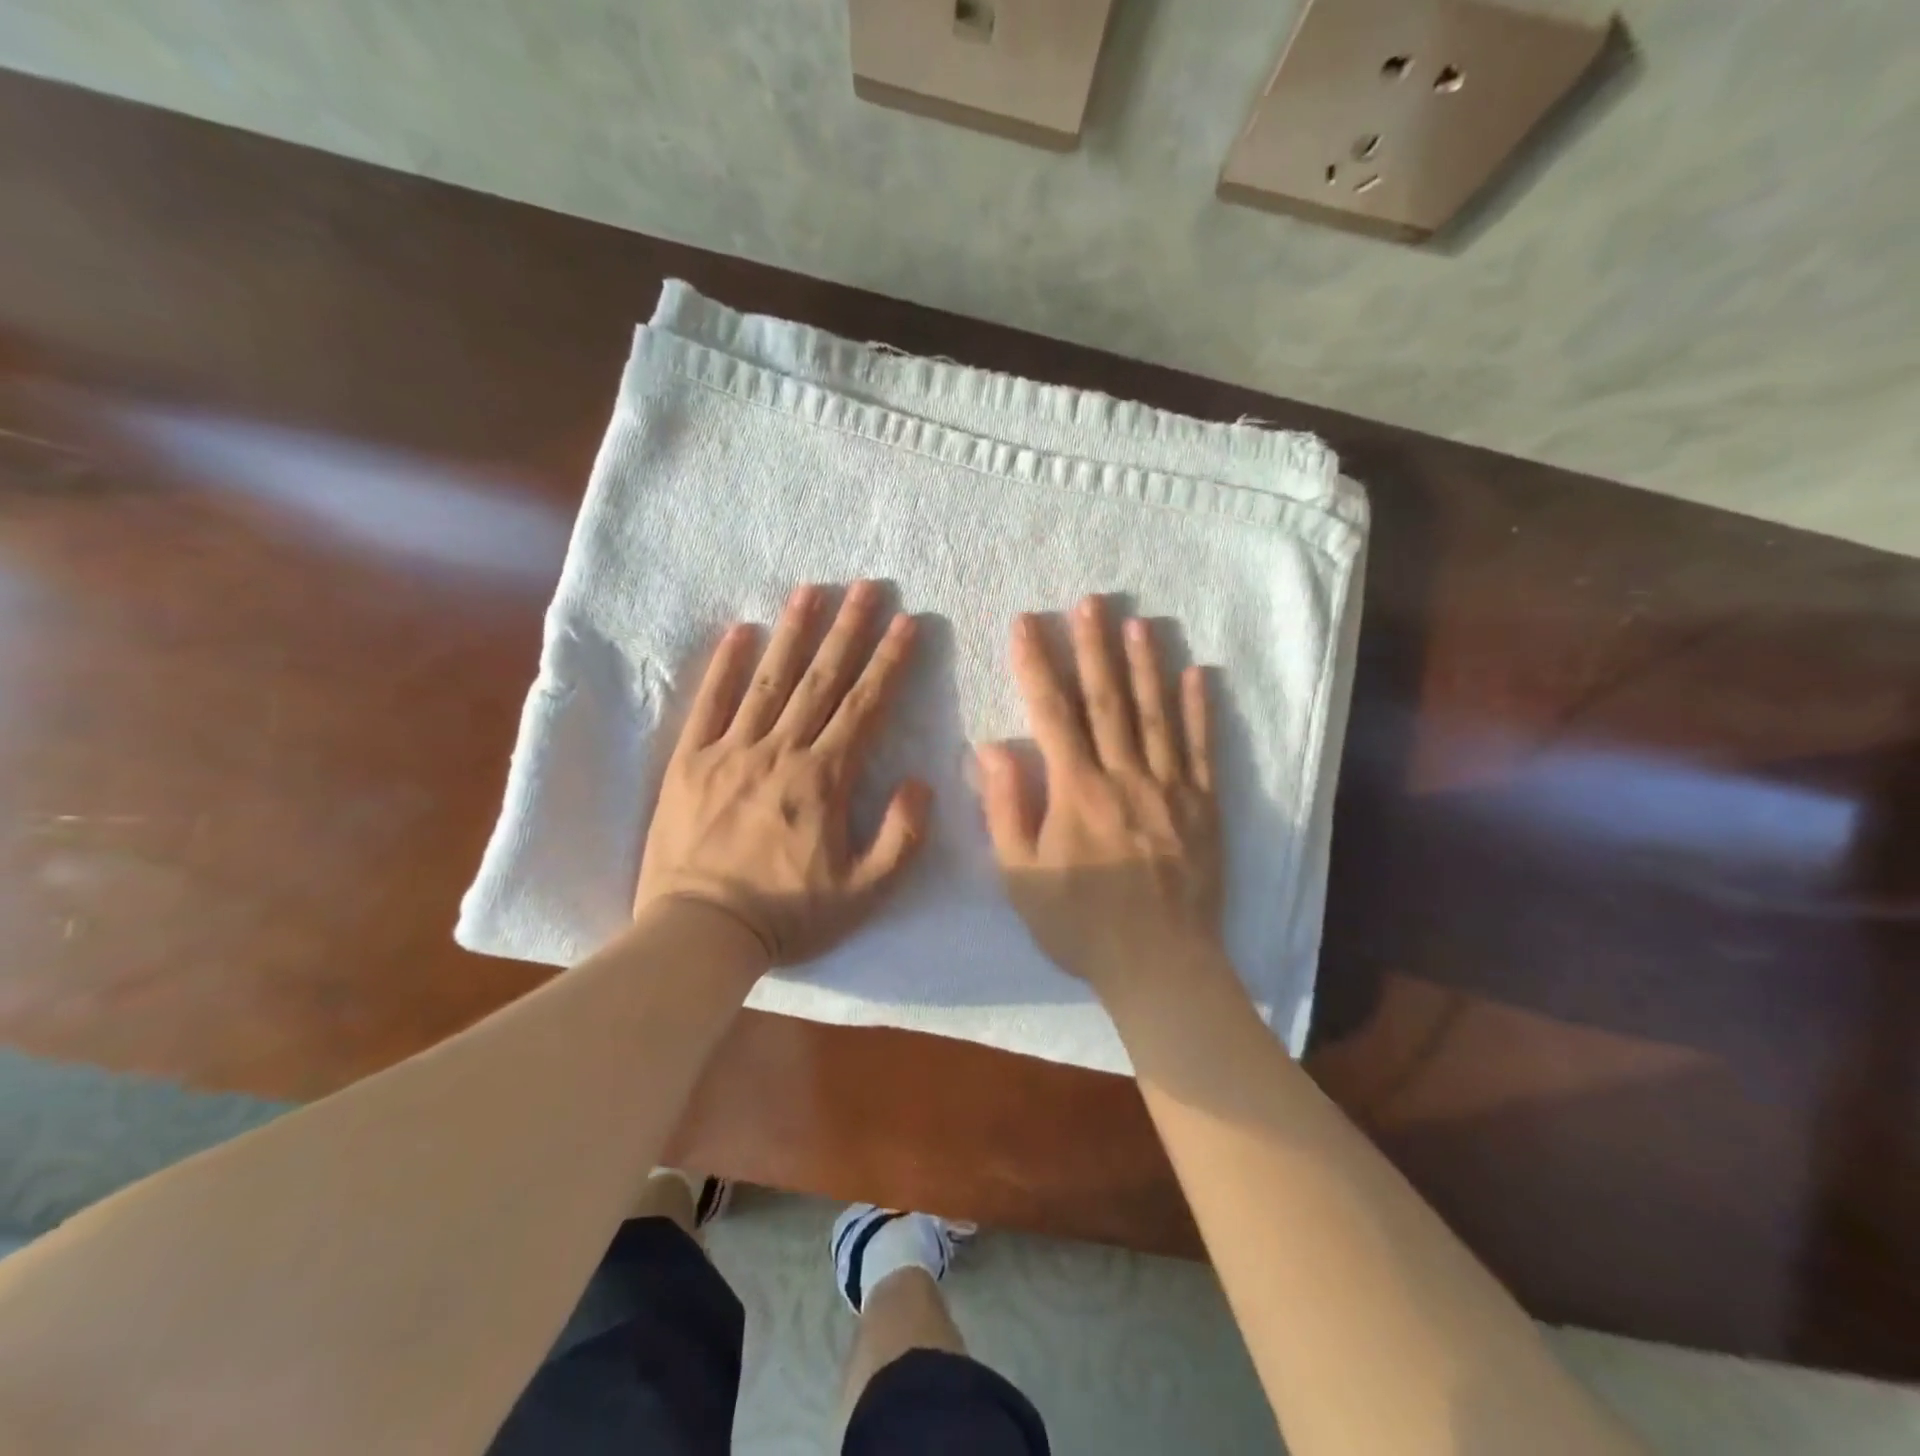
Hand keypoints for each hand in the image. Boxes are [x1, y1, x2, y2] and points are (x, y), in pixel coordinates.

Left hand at [635, 581, 932, 966]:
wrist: (699, 934)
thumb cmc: (787, 915)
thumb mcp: (864, 893)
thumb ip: (901, 837)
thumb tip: (920, 782)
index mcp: (823, 779)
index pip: (865, 706)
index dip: (890, 661)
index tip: (907, 622)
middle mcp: (779, 751)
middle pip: (821, 679)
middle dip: (848, 630)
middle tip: (866, 586)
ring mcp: (730, 751)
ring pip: (769, 679)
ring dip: (793, 632)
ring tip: (811, 590)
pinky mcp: (689, 761)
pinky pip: (709, 703)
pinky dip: (724, 665)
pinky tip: (739, 630)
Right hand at [977, 596, 1224, 1003]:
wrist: (1160, 965)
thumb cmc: (1081, 925)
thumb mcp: (1022, 877)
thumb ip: (1007, 809)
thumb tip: (992, 747)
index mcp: (1077, 792)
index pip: (1052, 714)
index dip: (1036, 665)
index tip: (1025, 624)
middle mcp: (1125, 777)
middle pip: (1107, 700)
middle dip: (1093, 646)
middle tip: (1088, 601)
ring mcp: (1170, 788)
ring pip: (1156, 714)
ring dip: (1145, 664)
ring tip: (1136, 621)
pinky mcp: (1204, 805)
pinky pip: (1202, 748)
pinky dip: (1199, 709)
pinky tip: (1197, 674)